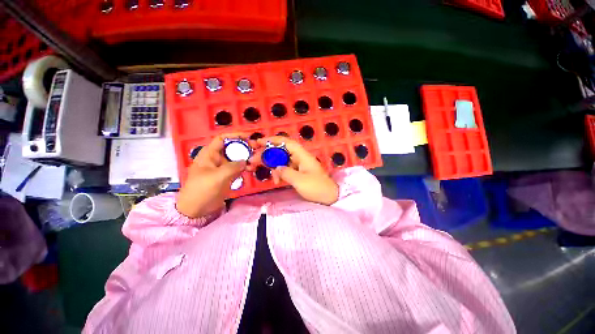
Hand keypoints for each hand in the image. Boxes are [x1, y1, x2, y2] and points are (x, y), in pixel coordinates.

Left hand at [177, 133, 253, 217]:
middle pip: (232, 148)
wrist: (197, 209)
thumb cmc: (202, 190)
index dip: (235, 136)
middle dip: (244, 148)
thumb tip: (246, 161)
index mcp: (209, 154)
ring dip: (246, 158)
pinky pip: (237, 168)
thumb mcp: (217, 177)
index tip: (248, 137)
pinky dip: (244, 167)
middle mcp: (216, 158)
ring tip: (256, 161)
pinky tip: (252, 169)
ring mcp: (222, 167)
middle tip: (256, 150)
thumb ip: (233, 167)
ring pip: (236, 158)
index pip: (222, 139)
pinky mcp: (226, 176)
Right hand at [255, 137, 338, 204]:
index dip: (272, 140)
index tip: (259, 142)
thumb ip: (286, 172)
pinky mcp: (298, 172)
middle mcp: (300, 158)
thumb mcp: (300, 181)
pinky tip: (276, 181)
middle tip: (253, 160)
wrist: (329, 197)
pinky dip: (279, 173)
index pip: (286, 142)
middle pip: (281, 151)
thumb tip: (276, 167)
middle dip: (267, 154)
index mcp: (302, 156)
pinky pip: (285, 169)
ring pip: (281, 160)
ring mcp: (299, 165)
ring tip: (262, 172)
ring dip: (271, 165)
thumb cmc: (317, 188)